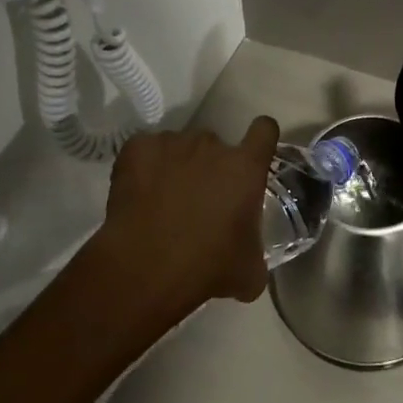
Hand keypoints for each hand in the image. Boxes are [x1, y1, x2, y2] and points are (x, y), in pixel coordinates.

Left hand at [99, 118, 278, 314]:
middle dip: (210, 165)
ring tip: (163, 200)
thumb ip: (255, 251)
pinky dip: (144, 166)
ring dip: (177, 166)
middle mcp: (212, 145)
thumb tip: (250, 258)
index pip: (264, 130)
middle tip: (199, 200)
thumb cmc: (206, 268)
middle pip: (216, 144)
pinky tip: (139, 194)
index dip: (260, 139)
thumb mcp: (248, 272)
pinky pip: (146, 150)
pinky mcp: (137, 148)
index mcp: (245, 167)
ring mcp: (172, 143)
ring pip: (179, 147)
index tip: (252, 154)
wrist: (143, 271)